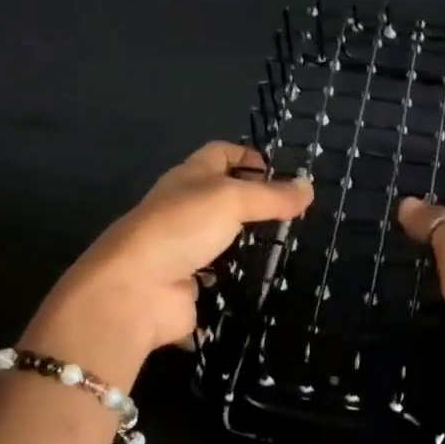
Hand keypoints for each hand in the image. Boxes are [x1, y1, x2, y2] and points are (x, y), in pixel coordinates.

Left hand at [25, 143, 313, 390]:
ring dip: (247, 240)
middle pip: (222, 195)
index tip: (281, 170)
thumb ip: (272, 196)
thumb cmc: (181, 228)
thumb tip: (309, 186)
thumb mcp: (232, 199)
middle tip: (295, 211)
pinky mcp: (187, 284)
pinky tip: (266, 280)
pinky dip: (237, 277)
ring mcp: (183, 248)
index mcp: (189, 177)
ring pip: (221, 237)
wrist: (135, 290)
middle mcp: (184, 208)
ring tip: (288, 244)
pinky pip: (218, 276)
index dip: (248, 155)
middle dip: (254, 200)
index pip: (221, 154)